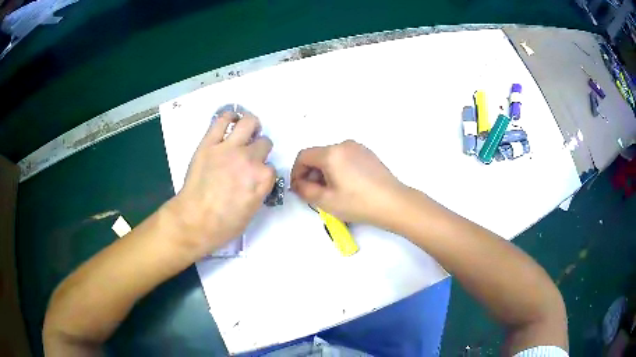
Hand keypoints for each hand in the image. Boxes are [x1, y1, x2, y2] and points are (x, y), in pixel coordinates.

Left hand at [171, 111, 274, 256]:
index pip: (271, 167)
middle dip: (260, 149)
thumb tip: (255, 180)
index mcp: (262, 179)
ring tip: (246, 130)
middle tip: (250, 155)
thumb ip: (258, 191)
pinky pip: (222, 120)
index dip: (263, 171)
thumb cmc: (223, 225)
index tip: (256, 176)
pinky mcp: (209, 143)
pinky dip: (229, 117)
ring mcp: (229, 149)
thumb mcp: (251, 212)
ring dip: (251, 125)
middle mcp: (250, 159)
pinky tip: (230, 120)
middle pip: (264, 143)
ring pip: (249, 123)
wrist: (194, 221)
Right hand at [291, 140, 406, 225]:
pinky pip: (345, 158)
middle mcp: (344, 144)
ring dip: (325, 172)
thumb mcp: (326, 201)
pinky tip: (346, 186)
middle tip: (315, 193)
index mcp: (331, 153)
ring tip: (331, 192)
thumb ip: (304, 191)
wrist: (394, 203)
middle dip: (311, 173)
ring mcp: (358, 148)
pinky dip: (338, 169)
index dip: (296, 172)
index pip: (303, 156)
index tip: (299, 188)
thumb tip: (297, 184)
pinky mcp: (368, 154)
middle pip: (318, 155)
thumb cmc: (358, 203)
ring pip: (331, 157)